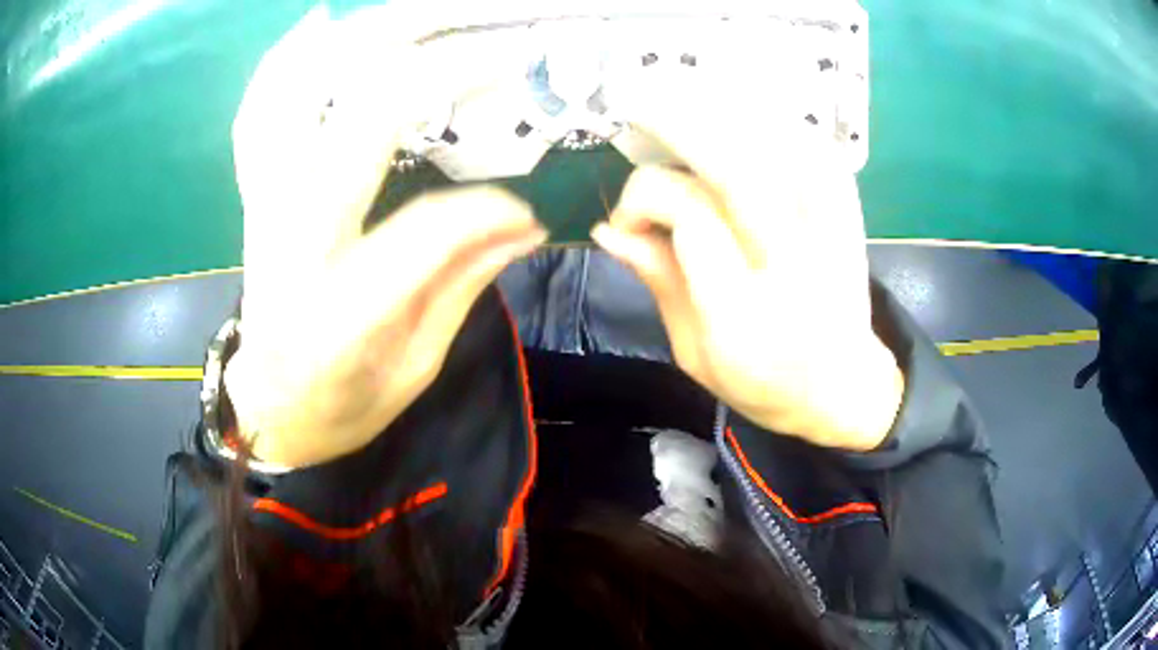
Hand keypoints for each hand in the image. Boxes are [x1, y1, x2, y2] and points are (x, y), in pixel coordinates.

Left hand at [224, 8, 545, 467]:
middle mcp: (291, 243)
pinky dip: (285, 61)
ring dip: (360, 42)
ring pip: (296, 97)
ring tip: (419, 14)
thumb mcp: (415, 367)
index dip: (489, 206)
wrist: (269, 408)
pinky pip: (257, 114)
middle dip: (432, 67)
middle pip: (357, 123)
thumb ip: (462, 284)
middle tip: (493, 38)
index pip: (428, 229)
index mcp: (339, 313)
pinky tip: (320, 25)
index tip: (531, 204)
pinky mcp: (252, 195)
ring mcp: (262, 208)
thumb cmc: (342, 405)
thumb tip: (525, 218)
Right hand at [591, 91, 902, 450]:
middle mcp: (792, 267)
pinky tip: (744, 113)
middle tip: (636, 106)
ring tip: (679, 94)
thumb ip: (658, 283)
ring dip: (725, 111)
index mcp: (744, 317)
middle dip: (679, 124)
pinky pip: (816, 151)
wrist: (844, 387)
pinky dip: (779, 121)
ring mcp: (830, 236)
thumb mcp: (693, 354)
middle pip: (737, 170)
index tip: (627, 219)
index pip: (691, 219)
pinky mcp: (850, 218)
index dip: (646, 199)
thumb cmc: (763, 384)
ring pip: (779, 148)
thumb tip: (610, 229)